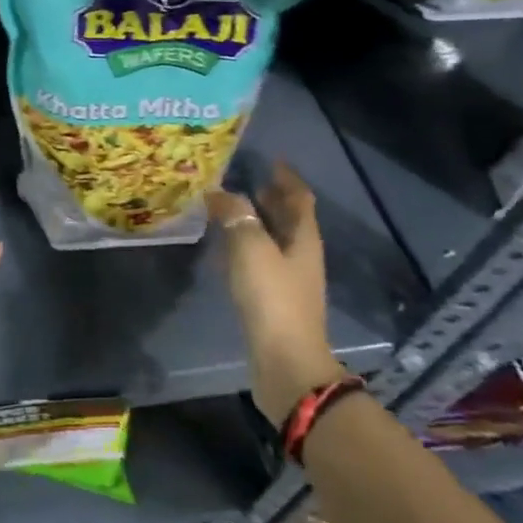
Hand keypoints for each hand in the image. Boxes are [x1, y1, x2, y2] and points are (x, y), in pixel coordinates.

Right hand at [208, 163, 343, 426]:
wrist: (285, 363)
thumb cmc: (273, 298)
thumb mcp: (250, 248)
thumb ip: (235, 215)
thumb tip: (219, 192)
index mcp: (303, 238)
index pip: (299, 198)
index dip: (286, 177)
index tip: (270, 159)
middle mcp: (300, 255)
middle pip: (288, 218)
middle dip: (269, 197)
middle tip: (242, 179)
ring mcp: (289, 280)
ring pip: (273, 239)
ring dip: (255, 221)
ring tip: (227, 208)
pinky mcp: (273, 300)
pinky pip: (259, 260)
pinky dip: (245, 246)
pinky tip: (224, 249)